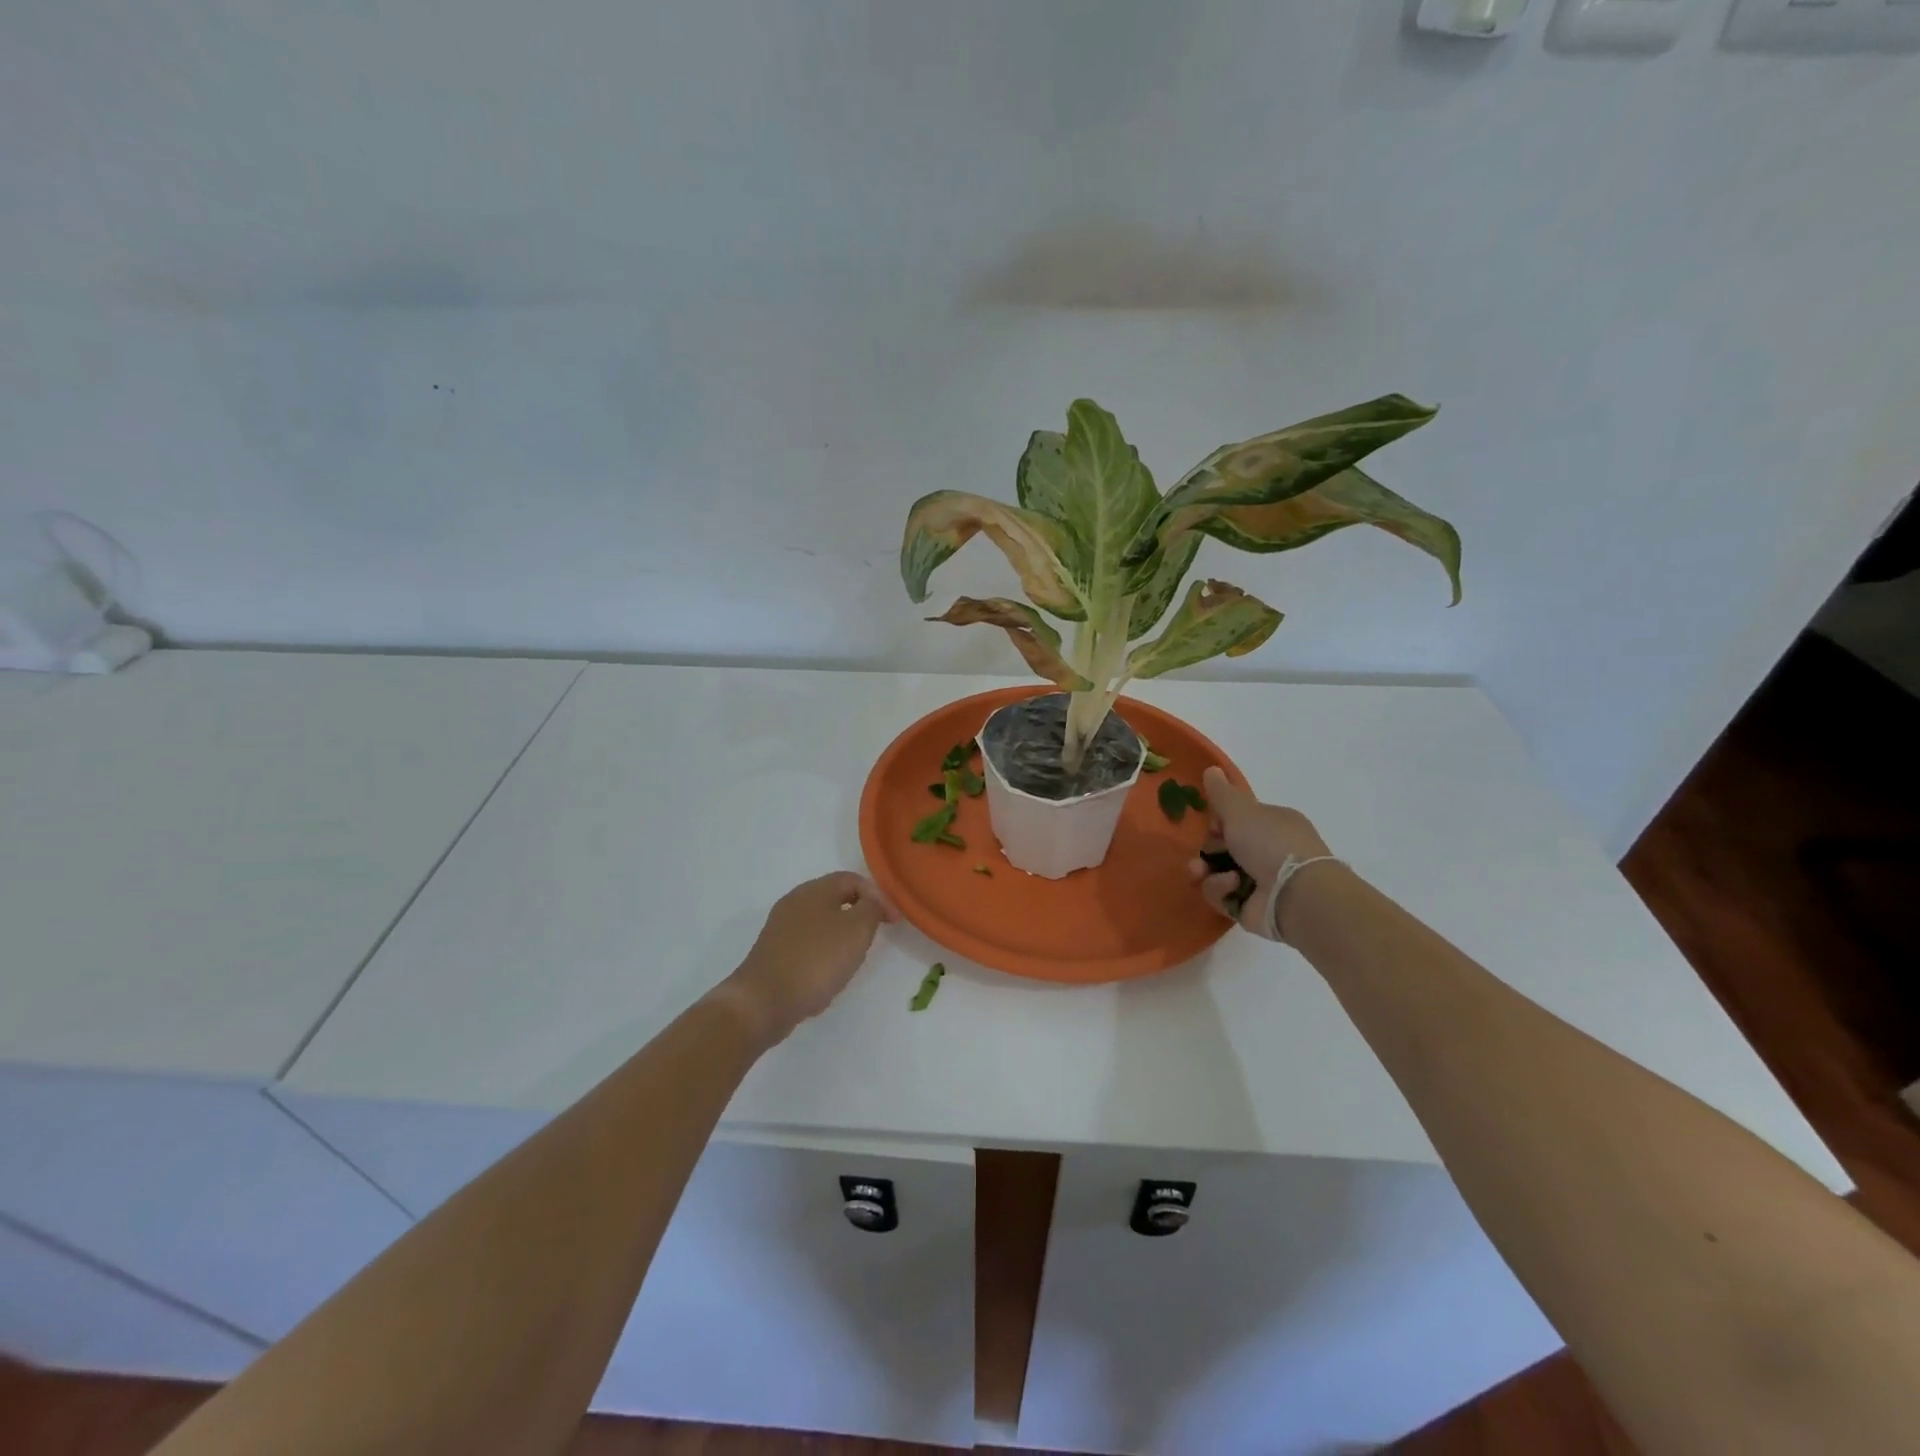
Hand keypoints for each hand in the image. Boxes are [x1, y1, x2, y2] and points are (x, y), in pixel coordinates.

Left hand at [718, 872, 898, 1044]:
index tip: (893, 922)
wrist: (764, 1001)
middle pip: (835, 898)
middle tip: (873, 937)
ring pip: (821, 922)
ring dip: (841, 935)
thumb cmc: (816, 959)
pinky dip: (823, 952)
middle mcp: (795, 901)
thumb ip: (871, 909)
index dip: (878, 896)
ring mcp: (780, 927)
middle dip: (859, 914)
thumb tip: (871, 902)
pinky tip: (827, 974)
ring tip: (853, 958)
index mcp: (815, 889)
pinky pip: (807, 943)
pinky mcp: (773, 951)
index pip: (853, 879)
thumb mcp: (857, 930)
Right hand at [1186, 767, 1334, 939]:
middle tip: (1202, 854)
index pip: (1238, 820)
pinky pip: (1222, 895)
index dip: (1219, 822)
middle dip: (1207, 850)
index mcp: (1273, 824)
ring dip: (1206, 871)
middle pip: (1224, 847)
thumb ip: (1222, 793)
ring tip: (1202, 872)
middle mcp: (1268, 851)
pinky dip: (1221, 890)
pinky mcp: (1250, 907)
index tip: (1212, 825)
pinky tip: (1232, 886)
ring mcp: (1260, 882)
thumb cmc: (1271, 844)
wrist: (1296, 894)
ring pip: (1217, 872)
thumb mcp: (1241, 811)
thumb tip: (1211, 769)